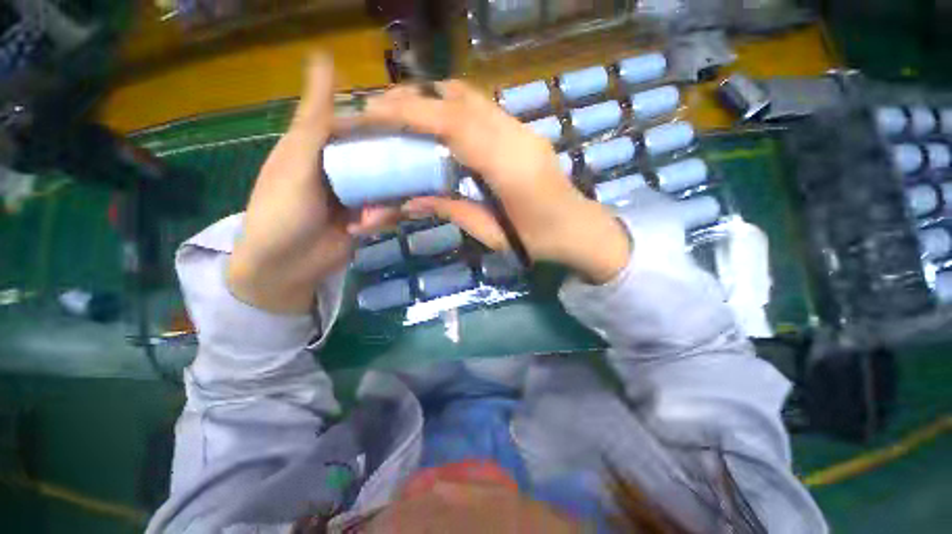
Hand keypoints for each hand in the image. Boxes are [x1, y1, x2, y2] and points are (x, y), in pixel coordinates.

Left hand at [226, 55, 392, 313]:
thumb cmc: (282, 210)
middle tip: (415, 171)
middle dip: (394, 168)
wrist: (286, 267)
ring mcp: (356, 196)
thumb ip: (316, 118)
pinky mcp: (366, 219)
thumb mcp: (297, 160)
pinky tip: (365, 228)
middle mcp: (342, 169)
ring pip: (388, 188)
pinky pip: (386, 212)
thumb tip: (324, 58)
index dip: (384, 124)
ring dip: (386, 201)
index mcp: (322, 148)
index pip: (360, 126)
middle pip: (380, 158)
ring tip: (371, 214)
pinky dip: (381, 219)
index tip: (412, 125)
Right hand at [358, 81, 630, 282]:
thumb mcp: (490, 233)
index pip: (454, 124)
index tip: (374, 111)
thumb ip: (451, 210)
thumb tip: (410, 202)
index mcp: (508, 166)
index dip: (411, 112)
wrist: (579, 229)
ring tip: (405, 115)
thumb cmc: (537, 241)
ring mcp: (523, 129)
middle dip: (416, 99)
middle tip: (382, 111)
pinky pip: (483, 109)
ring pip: (472, 97)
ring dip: (434, 99)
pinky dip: (454, 108)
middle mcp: (516, 136)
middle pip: (460, 99)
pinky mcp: (524, 131)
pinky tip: (439, 125)